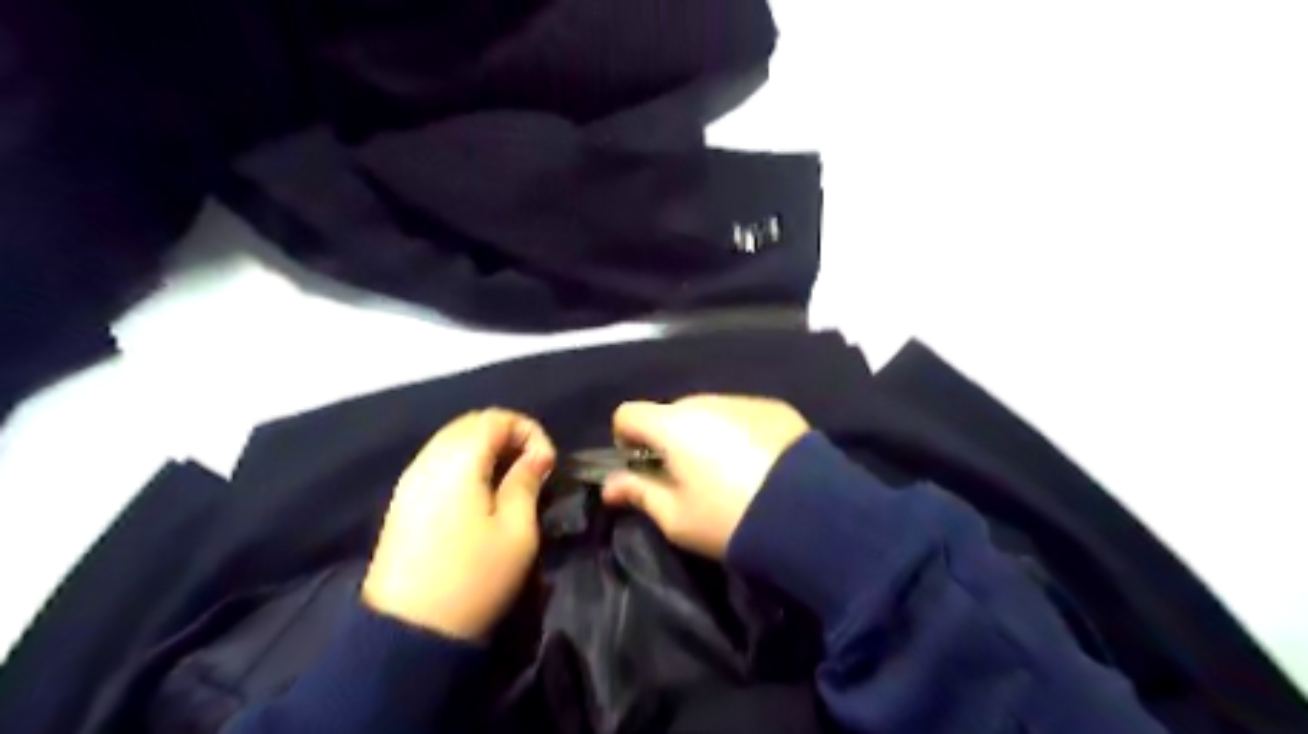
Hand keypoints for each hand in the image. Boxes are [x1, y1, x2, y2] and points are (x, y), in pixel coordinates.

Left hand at [362, 411, 557, 637]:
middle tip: (533, 467)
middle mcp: (428, 460)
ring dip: (486, 449)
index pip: (495, 418)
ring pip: (452, 441)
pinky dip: (465, 464)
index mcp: (458, 461)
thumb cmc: (473, 578)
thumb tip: (536, 456)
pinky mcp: (402, 502)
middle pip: (470, 424)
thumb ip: (526, 482)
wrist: (406, 634)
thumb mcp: (516, 530)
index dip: (529, 431)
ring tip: (511, 479)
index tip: (547, 463)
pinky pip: (438, 463)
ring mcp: (409, 481)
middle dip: (507, 436)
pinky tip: (481, 493)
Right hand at [602, 395, 808, 554]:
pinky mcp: (775, 407)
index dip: (625, 438)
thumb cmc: (729, 519)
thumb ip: (638, 493)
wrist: (808, 516)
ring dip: (705, 434)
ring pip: (708, 412)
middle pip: (671, 412)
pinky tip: (758, 463)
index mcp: (673, 425)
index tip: (642, 467)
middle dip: (669, 439)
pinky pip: (741, 414)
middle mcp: (705, 401)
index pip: (628, 413)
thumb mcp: (676, 518)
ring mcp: (743, 400)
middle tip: (687, 476)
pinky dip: (737, 431)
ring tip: (728, 472)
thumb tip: (610, 485)